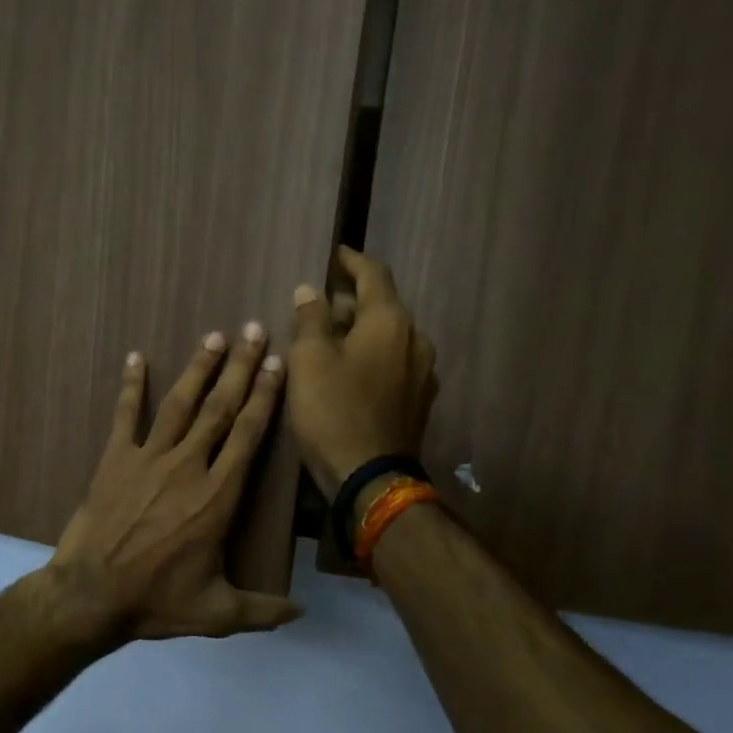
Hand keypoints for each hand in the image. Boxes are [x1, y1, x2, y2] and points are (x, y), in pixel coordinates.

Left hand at [43, 323, 302, 643]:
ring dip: (198, 368)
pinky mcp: (114, 460)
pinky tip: (135, 358)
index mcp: (218, 496)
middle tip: (255, 330)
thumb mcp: (217, 614)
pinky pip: (125, 415)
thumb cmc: (156, 602)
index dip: (265, 397)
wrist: (91, 595)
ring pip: (180, 404)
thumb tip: (303, 616)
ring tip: (215, 337)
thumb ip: (263, 611)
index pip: (248, 435)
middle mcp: (188, 466)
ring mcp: (148, 459)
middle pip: (220, 408)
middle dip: (241, 368)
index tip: (277, 364)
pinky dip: (131, 386)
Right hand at [287, 247, 438, 497]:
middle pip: (382, 306)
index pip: (373, 274)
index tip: (334, 254)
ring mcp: (422, 372)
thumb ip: (310, 319)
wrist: (370, 478)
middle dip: (351, 300)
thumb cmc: (333, 412)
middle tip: (319, 304)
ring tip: (330, 339)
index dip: (351, 261)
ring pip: (388, 336)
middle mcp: (415, 339)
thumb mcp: (309, 361)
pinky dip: (371, 356)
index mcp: (390, 321)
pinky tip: (349, 371)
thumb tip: (311, 291)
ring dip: (361, 331)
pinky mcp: (419, 400)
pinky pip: (393, 363)